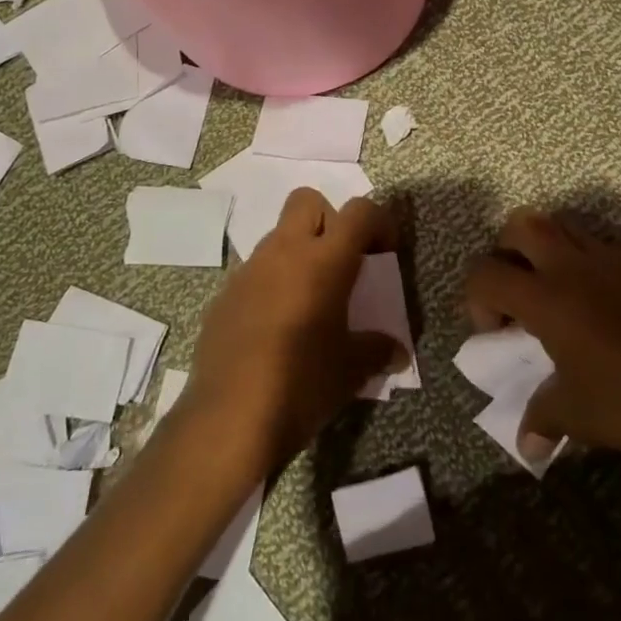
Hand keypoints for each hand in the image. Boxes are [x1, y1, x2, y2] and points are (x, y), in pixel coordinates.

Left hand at [180, 190, 406, 475]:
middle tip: (342, 264)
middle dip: (330, 220)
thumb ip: (377, 350)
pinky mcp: (224, 296)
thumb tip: (396, 351)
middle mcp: (284, 251)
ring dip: (298, 254)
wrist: (228, 419)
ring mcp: (248, 271)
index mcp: (323, 260)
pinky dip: (271, 285)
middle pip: (308, 201)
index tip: (385, 253)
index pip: (359, 211)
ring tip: (310, 303)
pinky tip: (276, 329)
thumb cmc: (302, 384)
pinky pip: (254, 273)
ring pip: (278, 237)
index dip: (379, 222)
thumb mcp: (351, 370)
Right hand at [465, 209, 620, 470]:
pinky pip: (601, 245)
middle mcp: (573, 265)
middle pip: (520, 224)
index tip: (496, 332)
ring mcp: (611, 257)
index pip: (485, 274)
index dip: (476, 299)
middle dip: (506, 252)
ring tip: (558, 293)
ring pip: (562, 225)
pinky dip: (587, 262)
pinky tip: (604, 304)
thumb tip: (525, 444)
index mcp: (547, 298)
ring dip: (546, 249)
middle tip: (518, 292)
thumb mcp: (579, 417)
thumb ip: (542, 418)